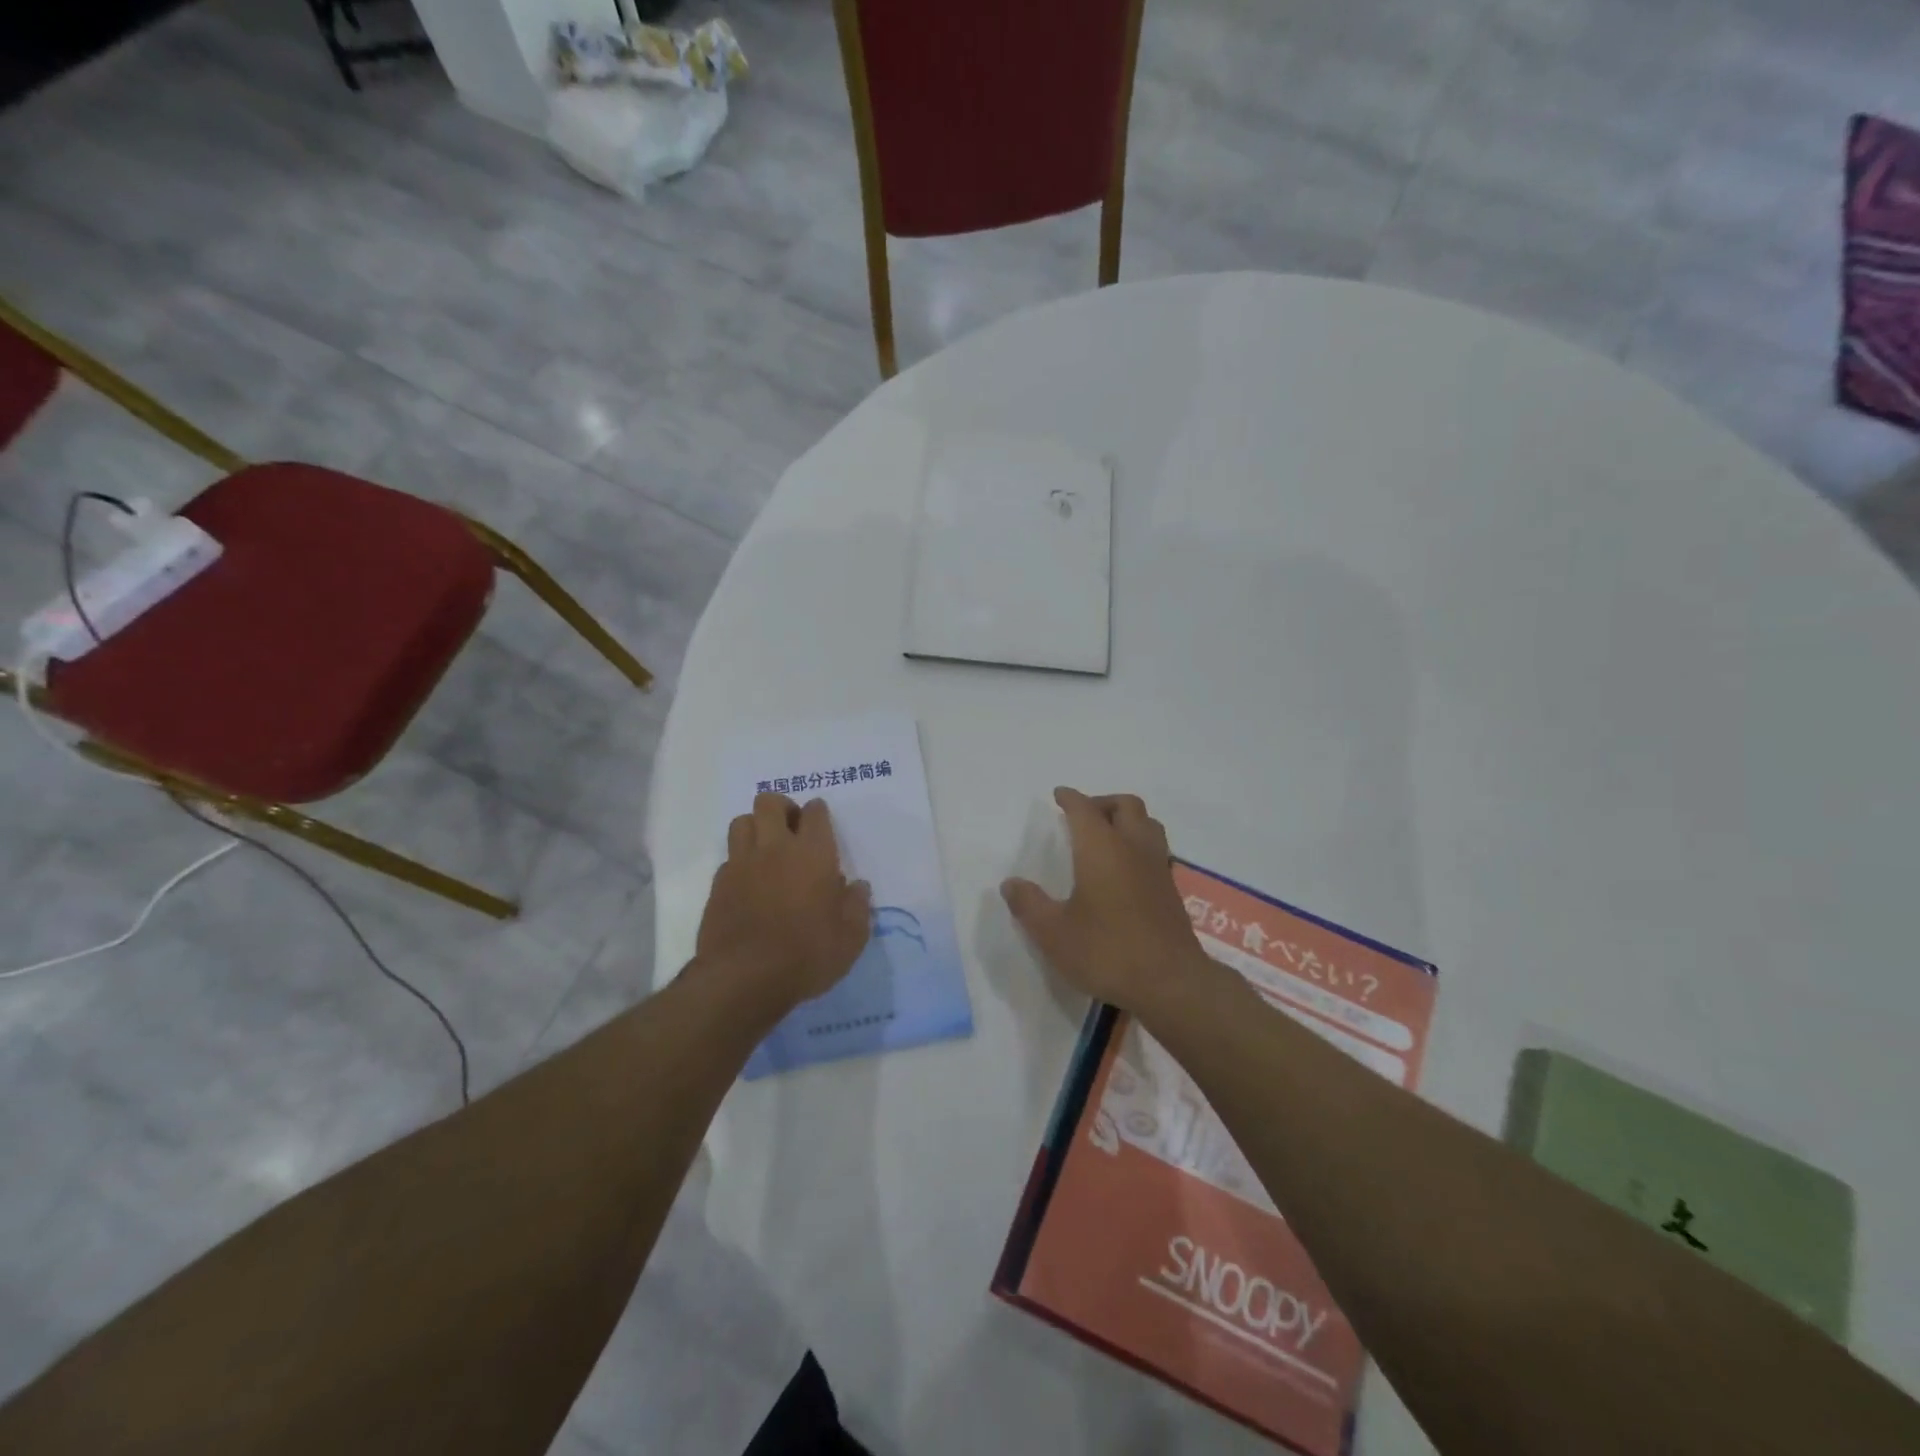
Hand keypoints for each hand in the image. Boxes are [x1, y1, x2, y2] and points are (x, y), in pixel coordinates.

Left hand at [696, 794, 871, 1020]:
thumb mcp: (851, 937)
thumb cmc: (807, 954)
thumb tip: (857, 887)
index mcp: (813, 853)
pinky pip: (729, 857)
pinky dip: (740, 861)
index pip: (815, 812)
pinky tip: (749, 882)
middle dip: (782, 808)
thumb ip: (857, 906)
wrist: (744, 979)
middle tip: (792, 830)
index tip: (821, 823)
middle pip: (769, 802)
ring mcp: (742, 864)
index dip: (818, 812)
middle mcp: (775, 848)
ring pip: (742, 822)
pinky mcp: (718, 885)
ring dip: (756, 827)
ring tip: (767, 849)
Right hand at [1001, 788, 1210, 1017]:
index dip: (1070, 798)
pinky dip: (1139, 844)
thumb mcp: (1053, 933)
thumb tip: (1011, 884)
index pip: (1084, 809)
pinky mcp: (1171, 890)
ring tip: (1107, 836)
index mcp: (1101, 848)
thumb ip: (1029, 905)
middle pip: (1125, 806)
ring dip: (1127, 819)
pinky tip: (1125, 869)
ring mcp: (1157, 868)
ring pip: (1147, 824)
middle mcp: (1132, 848)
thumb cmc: (1106, 951)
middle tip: (1083, 815)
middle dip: (1102, 802)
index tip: (1059, 795)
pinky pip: (1156, 849)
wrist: (1170, 982)